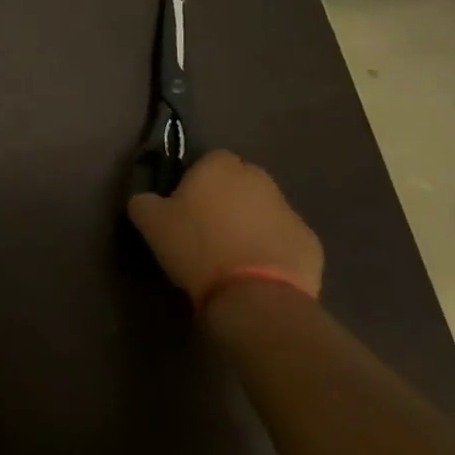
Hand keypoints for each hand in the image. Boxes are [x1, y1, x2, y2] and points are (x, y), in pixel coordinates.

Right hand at [127, 150, 322, 308]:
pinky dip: (272, 249)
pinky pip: (284, 239)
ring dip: (251, 223)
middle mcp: (259, 179)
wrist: (254, 296)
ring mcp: (290, 211)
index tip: (186, 204)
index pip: (210, 159)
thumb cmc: (197, 247)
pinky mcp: (311, 243)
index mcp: (221, 167)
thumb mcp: (151, 223)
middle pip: (241, 182)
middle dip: (228, 198)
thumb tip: (145, 198)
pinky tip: (256, 272)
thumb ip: (144, 201)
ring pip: (265, 210)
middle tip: (207, 228)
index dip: (198, 179)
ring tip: (232, 254)